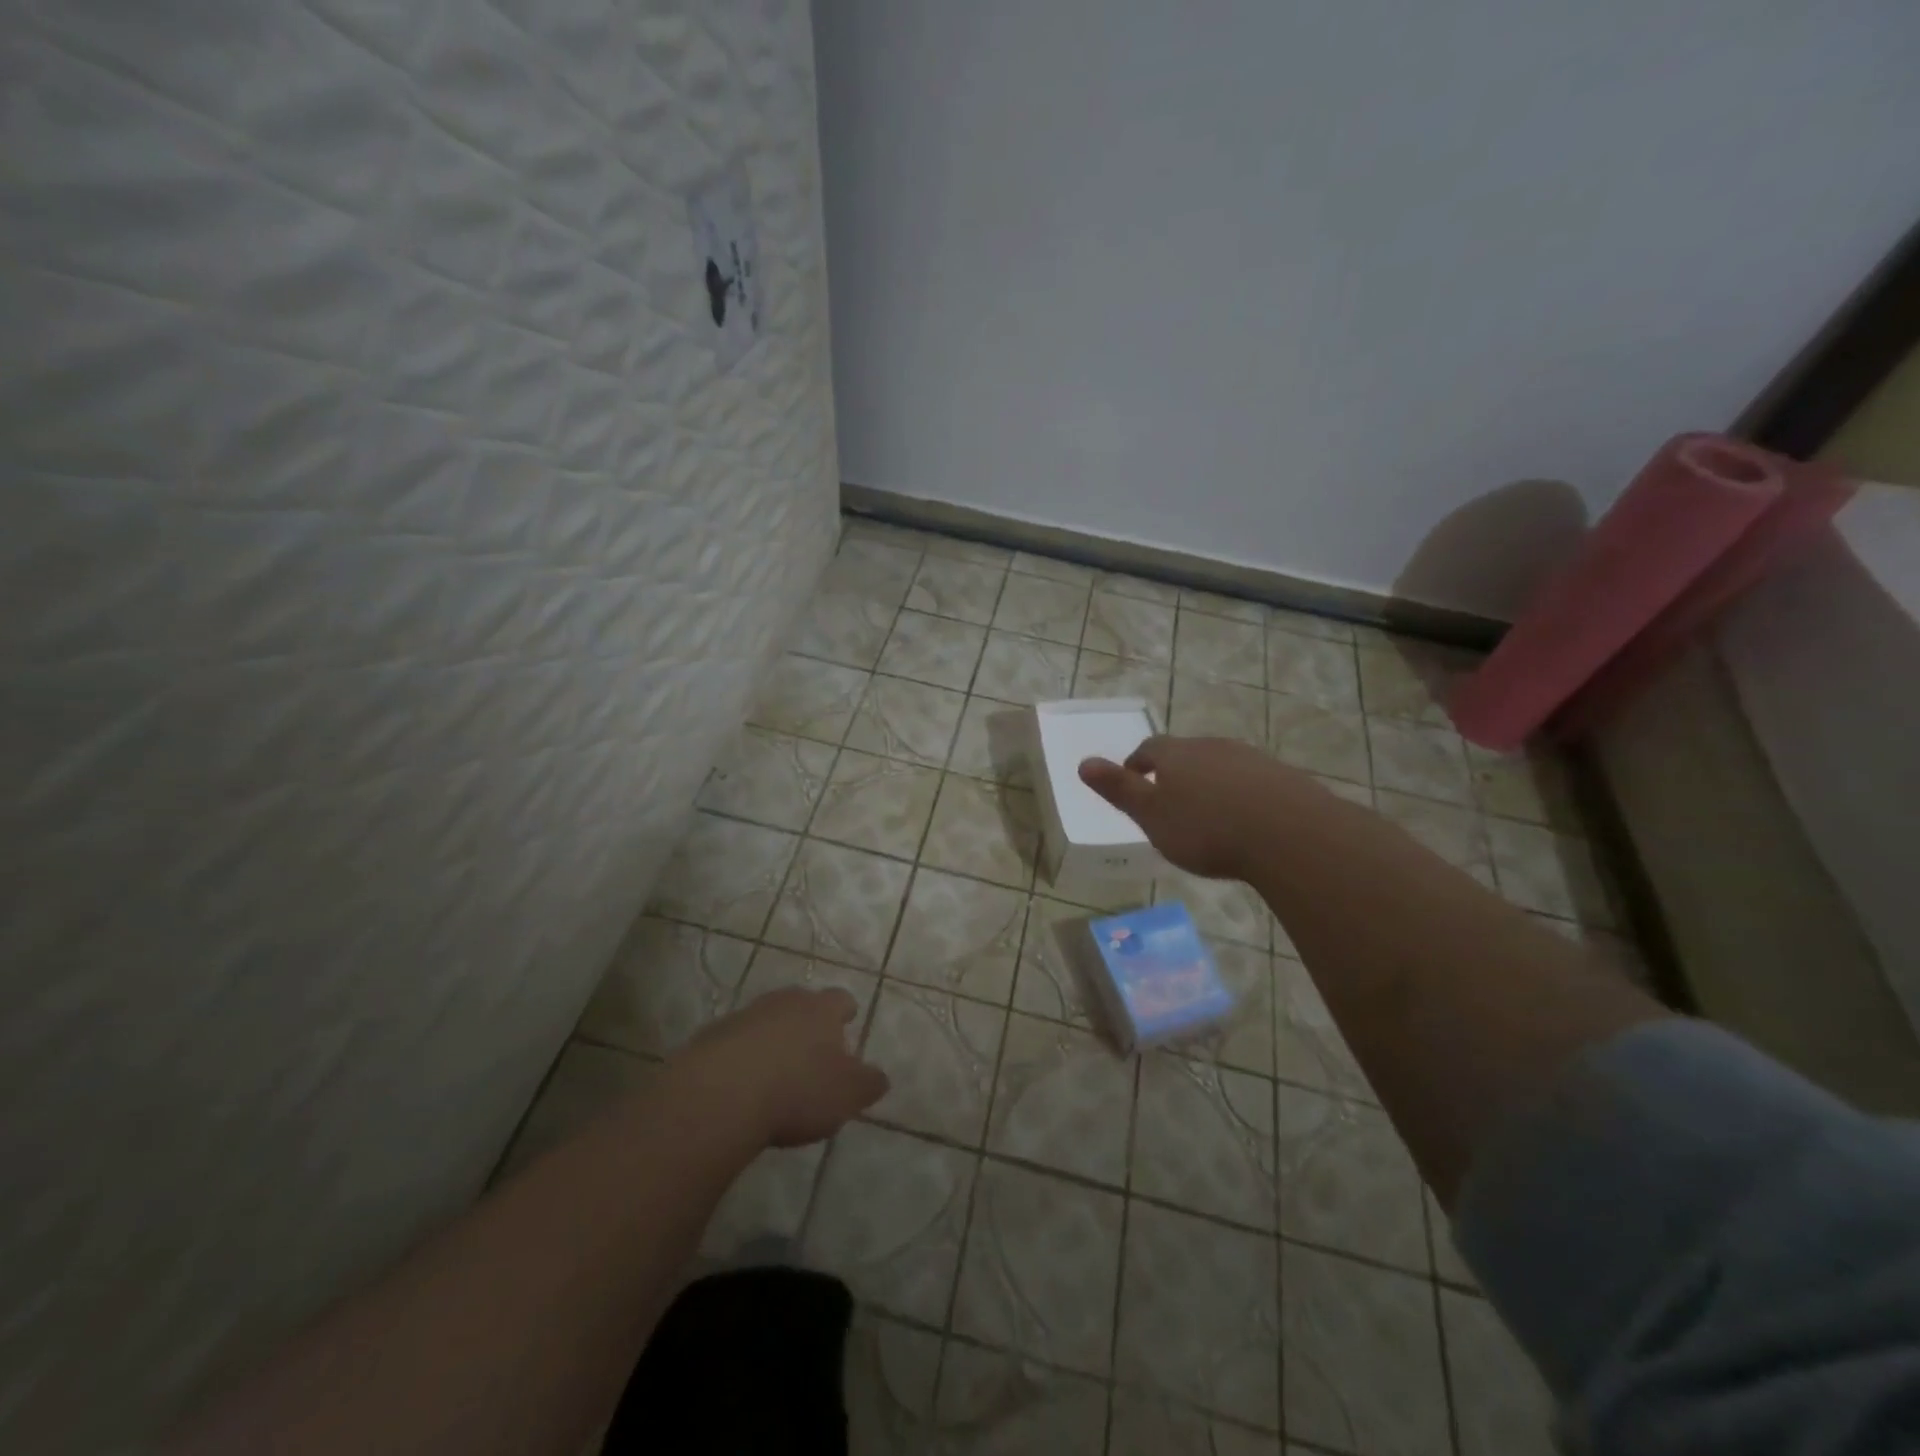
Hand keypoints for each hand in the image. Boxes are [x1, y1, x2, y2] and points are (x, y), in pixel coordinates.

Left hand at [672, 986, 889, 1147]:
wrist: (721, 1094)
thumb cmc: (797, 1090)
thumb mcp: (846, 1095)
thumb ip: (868, 1084)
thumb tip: (880, 1077)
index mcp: (822, 1010)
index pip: (841, 1000)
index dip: (846, 1013)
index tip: (848, 1024)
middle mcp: (786, 1002)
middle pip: (802, 1004)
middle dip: (808, 1023)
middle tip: (813, 1052)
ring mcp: (746, 1015)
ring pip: (768, 1019)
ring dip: (774, 1038)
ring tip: (776, 1072)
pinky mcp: (712, 1036)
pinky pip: (736, 1041)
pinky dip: (743, 1056)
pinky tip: (743, 1085)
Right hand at [1079, 734, 1321, 879]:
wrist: (1289, 834)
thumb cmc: (1206, 828)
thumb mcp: (1151, 815)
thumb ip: (1119, 789)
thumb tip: (1083, 762)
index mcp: (1176, 755)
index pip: (1149, 748)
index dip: (1138, 763)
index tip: (1134, 780)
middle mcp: (1212, 747)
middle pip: (1186, 753)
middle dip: (1175, 772)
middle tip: (1170, 799)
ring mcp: (1251, 759)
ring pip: (1220, 765)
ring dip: (1210, 782)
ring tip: (1208, 812)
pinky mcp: (1282, 777)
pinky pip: (1252, 781)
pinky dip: (1241, 794)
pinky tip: (1245, 819)